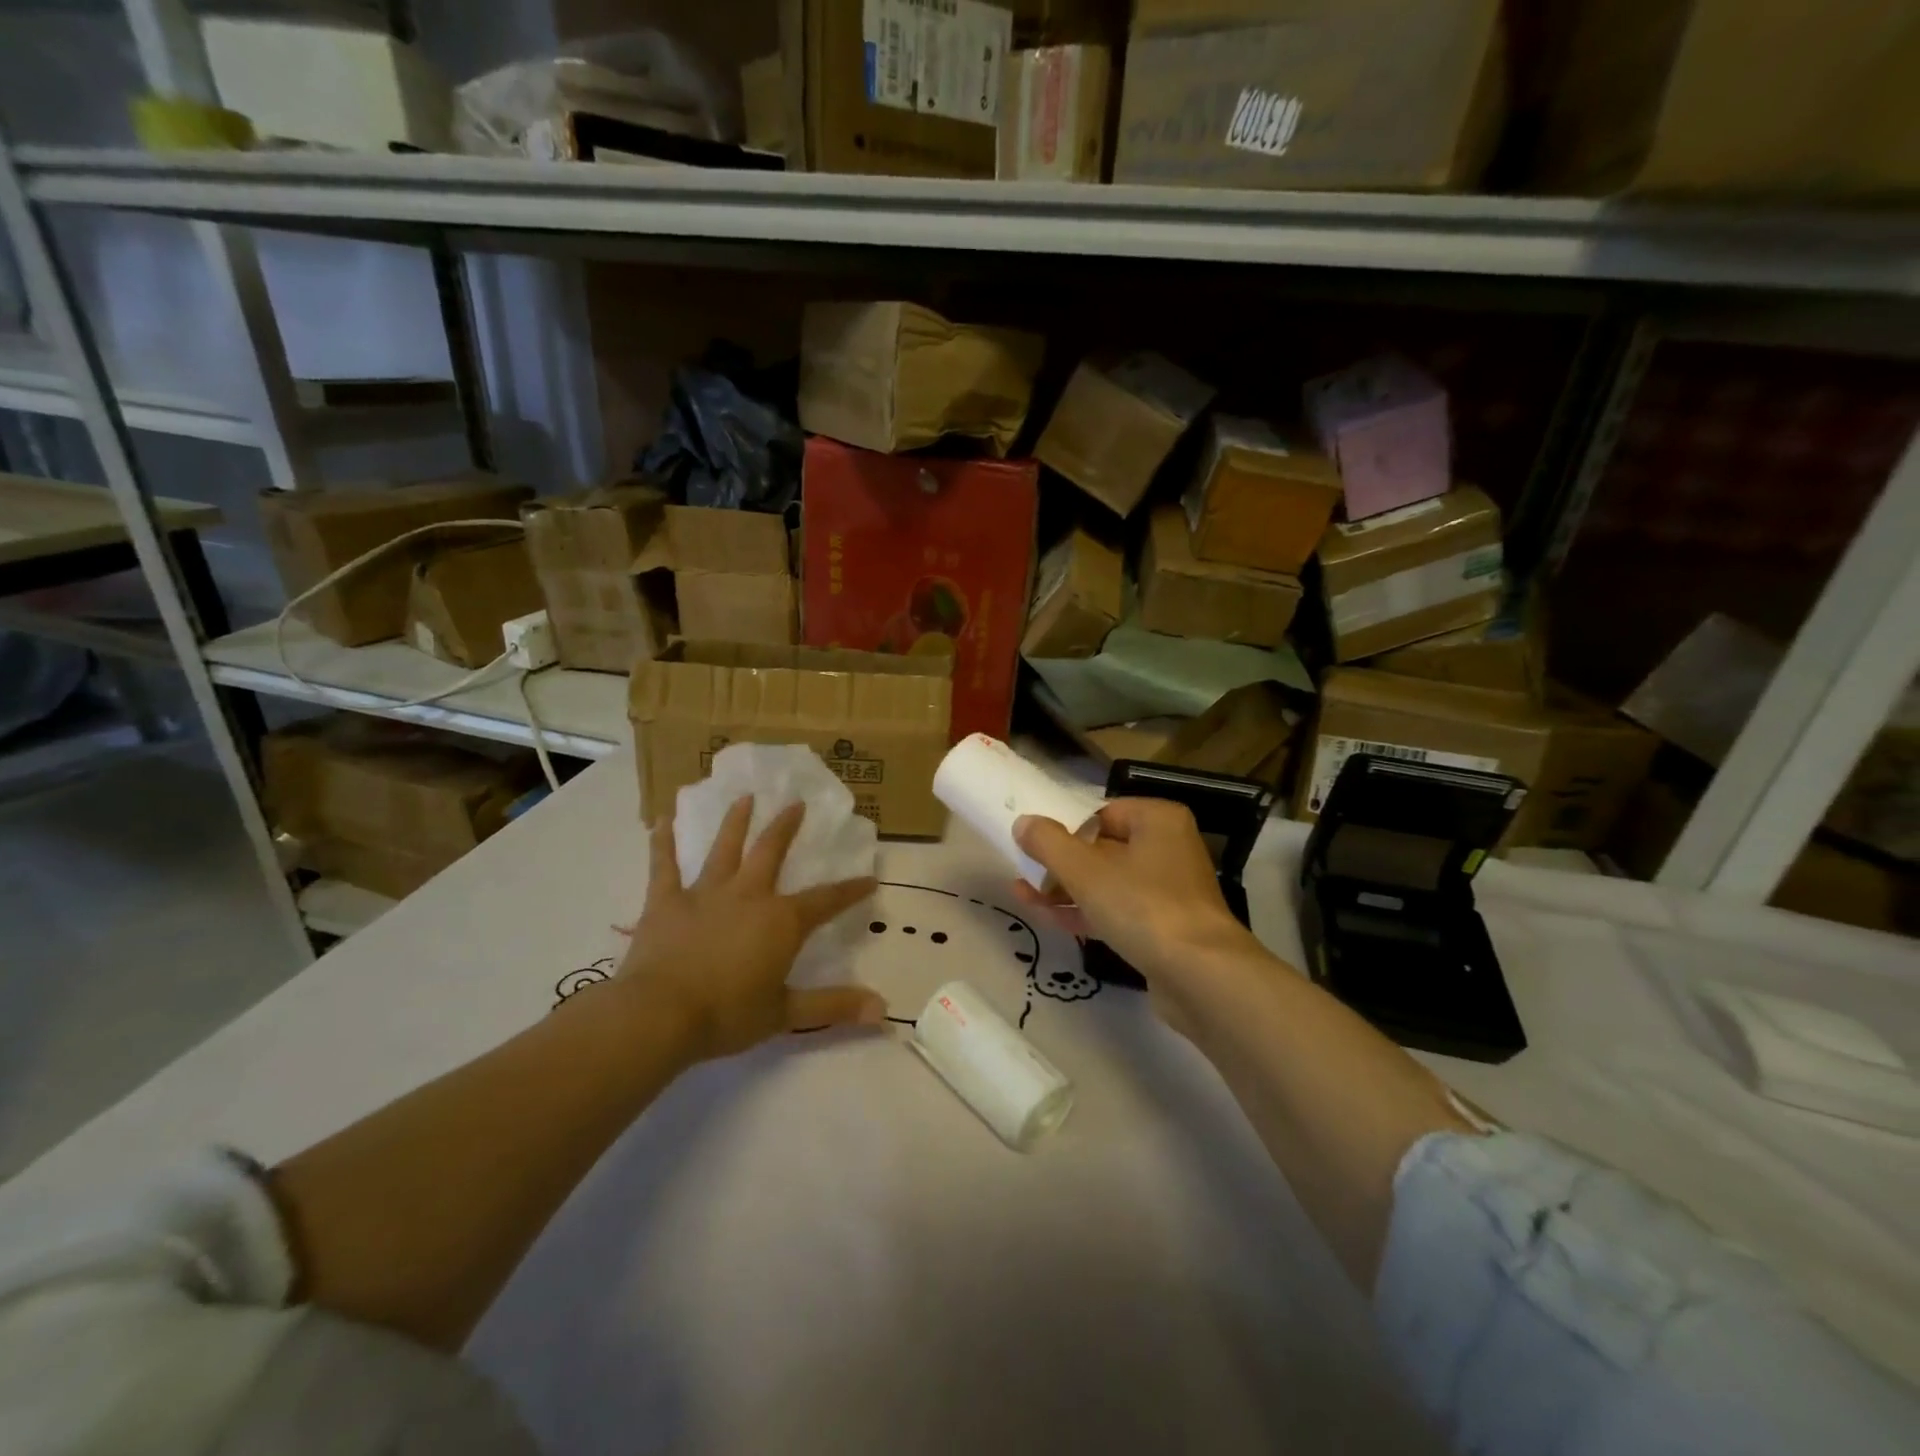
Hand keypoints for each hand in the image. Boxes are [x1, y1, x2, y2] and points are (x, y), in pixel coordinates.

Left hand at [616, 797, 885, 1061]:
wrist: (660, 1015)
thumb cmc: (727, 1015)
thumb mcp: (785, 1014)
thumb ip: (834, 1006)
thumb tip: (882, 1010)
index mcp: (781, 921)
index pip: (826, 901)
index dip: (850, 891)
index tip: (870, 879)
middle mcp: (748, 895)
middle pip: (771, 852)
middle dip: (786, 827)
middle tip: (796, 803)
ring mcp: (705, 893)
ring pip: (724, 848)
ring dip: (736, 821)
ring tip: (745, 796)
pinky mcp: (666, 901)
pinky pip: (664, 865)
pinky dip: (663, 841)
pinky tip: (662, 817)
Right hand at [1011, 798, 1265, 1025]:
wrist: (1200, 977)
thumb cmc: (1142, 906)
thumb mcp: (1084, 869)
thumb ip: (1048, 842)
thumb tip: (1023, 823)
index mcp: (1157, 819)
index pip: (1100, 813)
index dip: (1064, 828)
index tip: (1033, 845)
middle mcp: (1168, 848)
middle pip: (1102, 847)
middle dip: (1060, 862)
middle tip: (1023, 872)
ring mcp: (1169, 890)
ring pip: (1108, 882)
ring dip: (1067, 889)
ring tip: (1024, 895)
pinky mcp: (1165, 928)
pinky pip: (1118, 911)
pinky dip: (1087, 912)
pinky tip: (1050, 918)